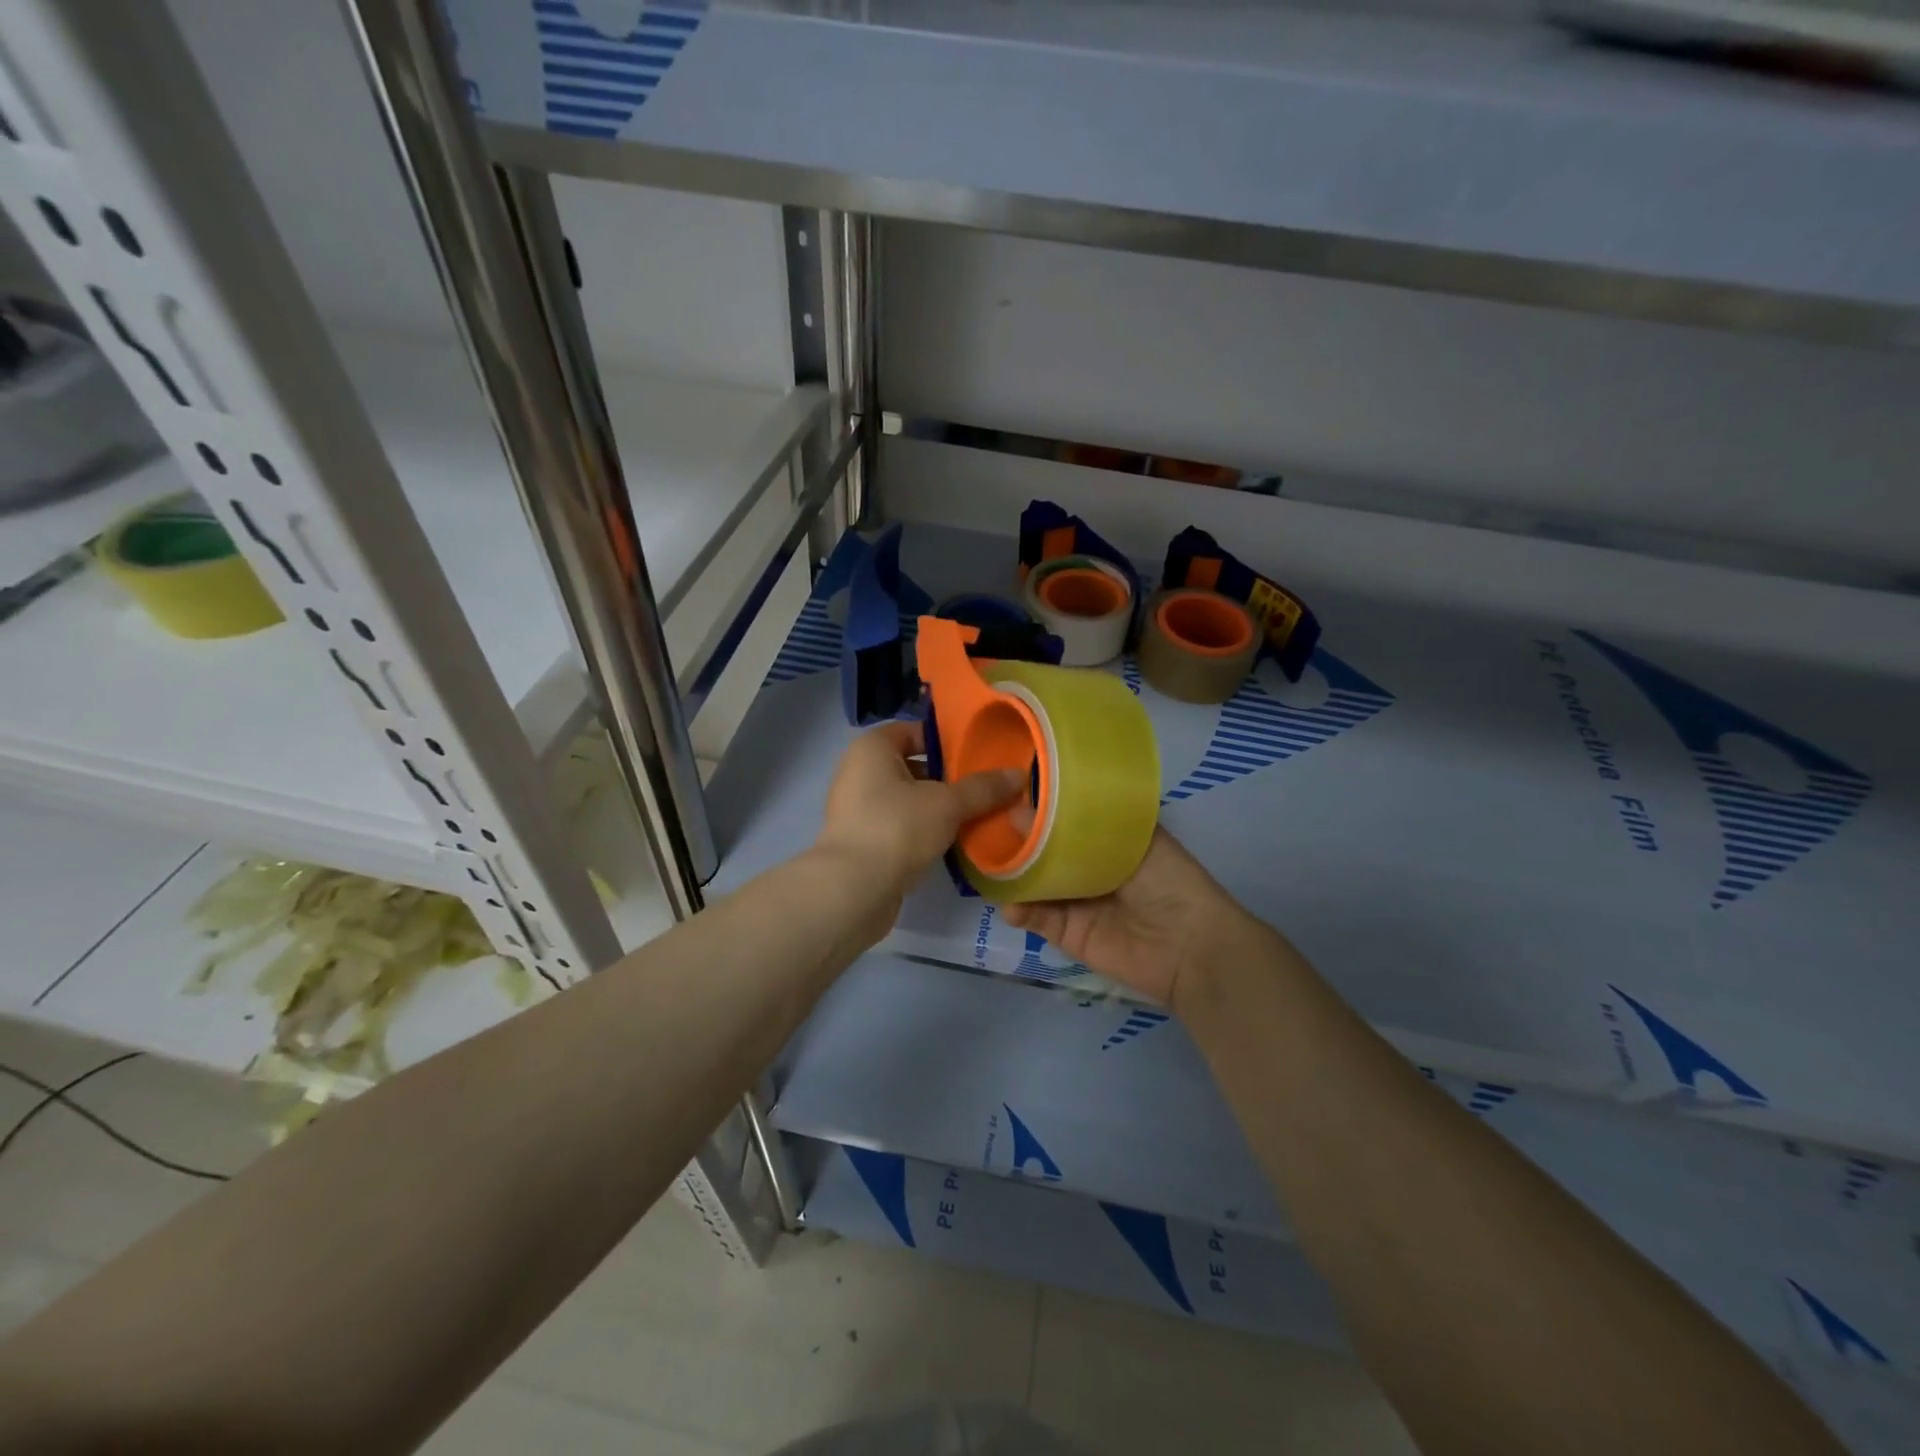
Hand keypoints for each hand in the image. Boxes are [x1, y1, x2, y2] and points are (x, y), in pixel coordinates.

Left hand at [815, 720, 1025, 906]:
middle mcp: (859, 772)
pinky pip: (900, 827)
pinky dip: (923, 832)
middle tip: (986, 789)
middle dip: (949, 779)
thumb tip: (1019, 774)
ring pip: (909, 800)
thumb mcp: (947, 804)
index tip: (981, 756)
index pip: (915, 732)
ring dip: (939, 809)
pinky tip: (953, 843)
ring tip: (977, 816)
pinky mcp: (862, 842)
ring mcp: (857, 809)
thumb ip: (983, 788)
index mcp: (872, 748)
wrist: (852, 891)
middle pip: (914, 767)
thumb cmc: (897, 828)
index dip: (948, 742)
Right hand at [1002, 828, 1253, 1010]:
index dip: (1039, 807)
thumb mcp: (1132, 839)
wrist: (1190, 948)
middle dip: (1016, 839)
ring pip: (1033, 882)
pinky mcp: (1066, 933)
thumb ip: (1076, 827)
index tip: (1004, 791)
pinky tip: (1008, 902)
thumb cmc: (1169, 881)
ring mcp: (1074, 900)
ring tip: (985, 860)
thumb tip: (1020, 810)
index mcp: (1107, 839)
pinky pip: (1035, 918)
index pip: (1066, 818)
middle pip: (1043, 850)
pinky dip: (1018, 909)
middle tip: (983, 824)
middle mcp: (1087, 866)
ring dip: (1011, 874)